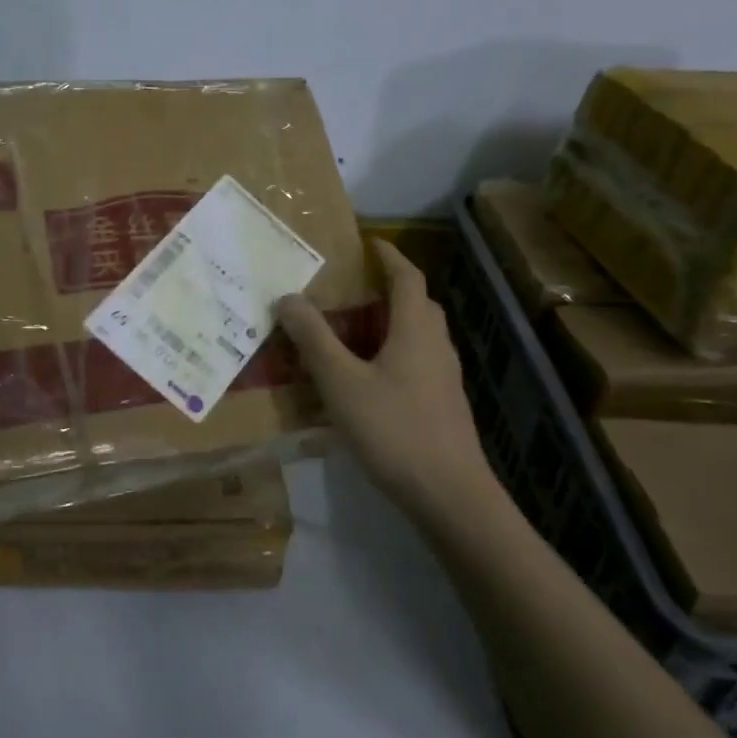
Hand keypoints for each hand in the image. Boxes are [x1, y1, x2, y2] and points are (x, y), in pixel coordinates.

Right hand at [276, 239, 500, 515]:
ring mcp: (444, 378)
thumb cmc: (393, 429)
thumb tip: (287, 297)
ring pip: (418, 336)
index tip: (370, 242)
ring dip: (389, 324)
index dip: (390, 257)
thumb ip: (314, 339)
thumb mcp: (341, 382)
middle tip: (351, 287)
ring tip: (350, 331)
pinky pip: (416, 363)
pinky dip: (392, 354)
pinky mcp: (443, 405)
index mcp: (415, 330)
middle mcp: (436, 346)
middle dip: (388, 289)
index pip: (408, 278)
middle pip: (417, 305)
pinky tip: (365, 379)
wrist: (449, 495)